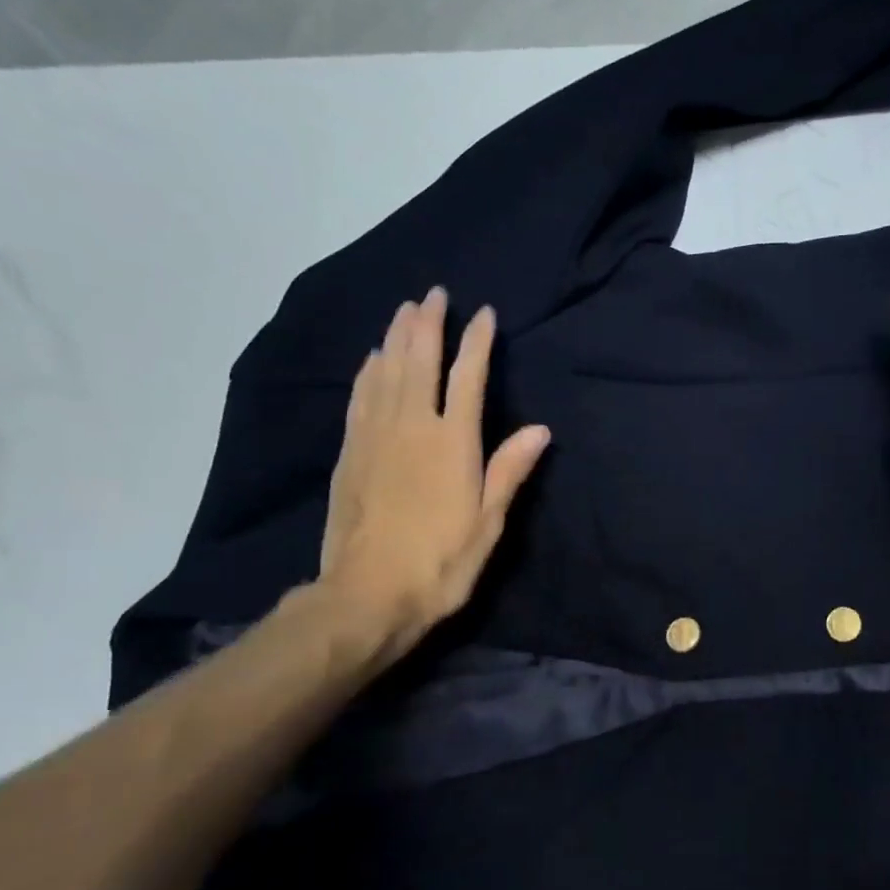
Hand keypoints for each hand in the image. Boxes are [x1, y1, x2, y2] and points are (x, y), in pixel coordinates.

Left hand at [317, 287, 549, 668]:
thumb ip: (509, 471)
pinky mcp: (350, 453)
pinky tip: (371, 359)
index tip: (483, 313)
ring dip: (396, 337)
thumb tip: (539, 429)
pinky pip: (360, 398)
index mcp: (452, 443)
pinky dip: (368, 371)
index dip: (477, 343)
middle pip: (419, 362)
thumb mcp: (488, 523)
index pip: (468, 379)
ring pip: (386, 372)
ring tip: (405, 310)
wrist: (367, 594)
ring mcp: (375, 437)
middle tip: (434, 294)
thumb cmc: (440, 563)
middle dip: (429, 325)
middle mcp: (411, 427)